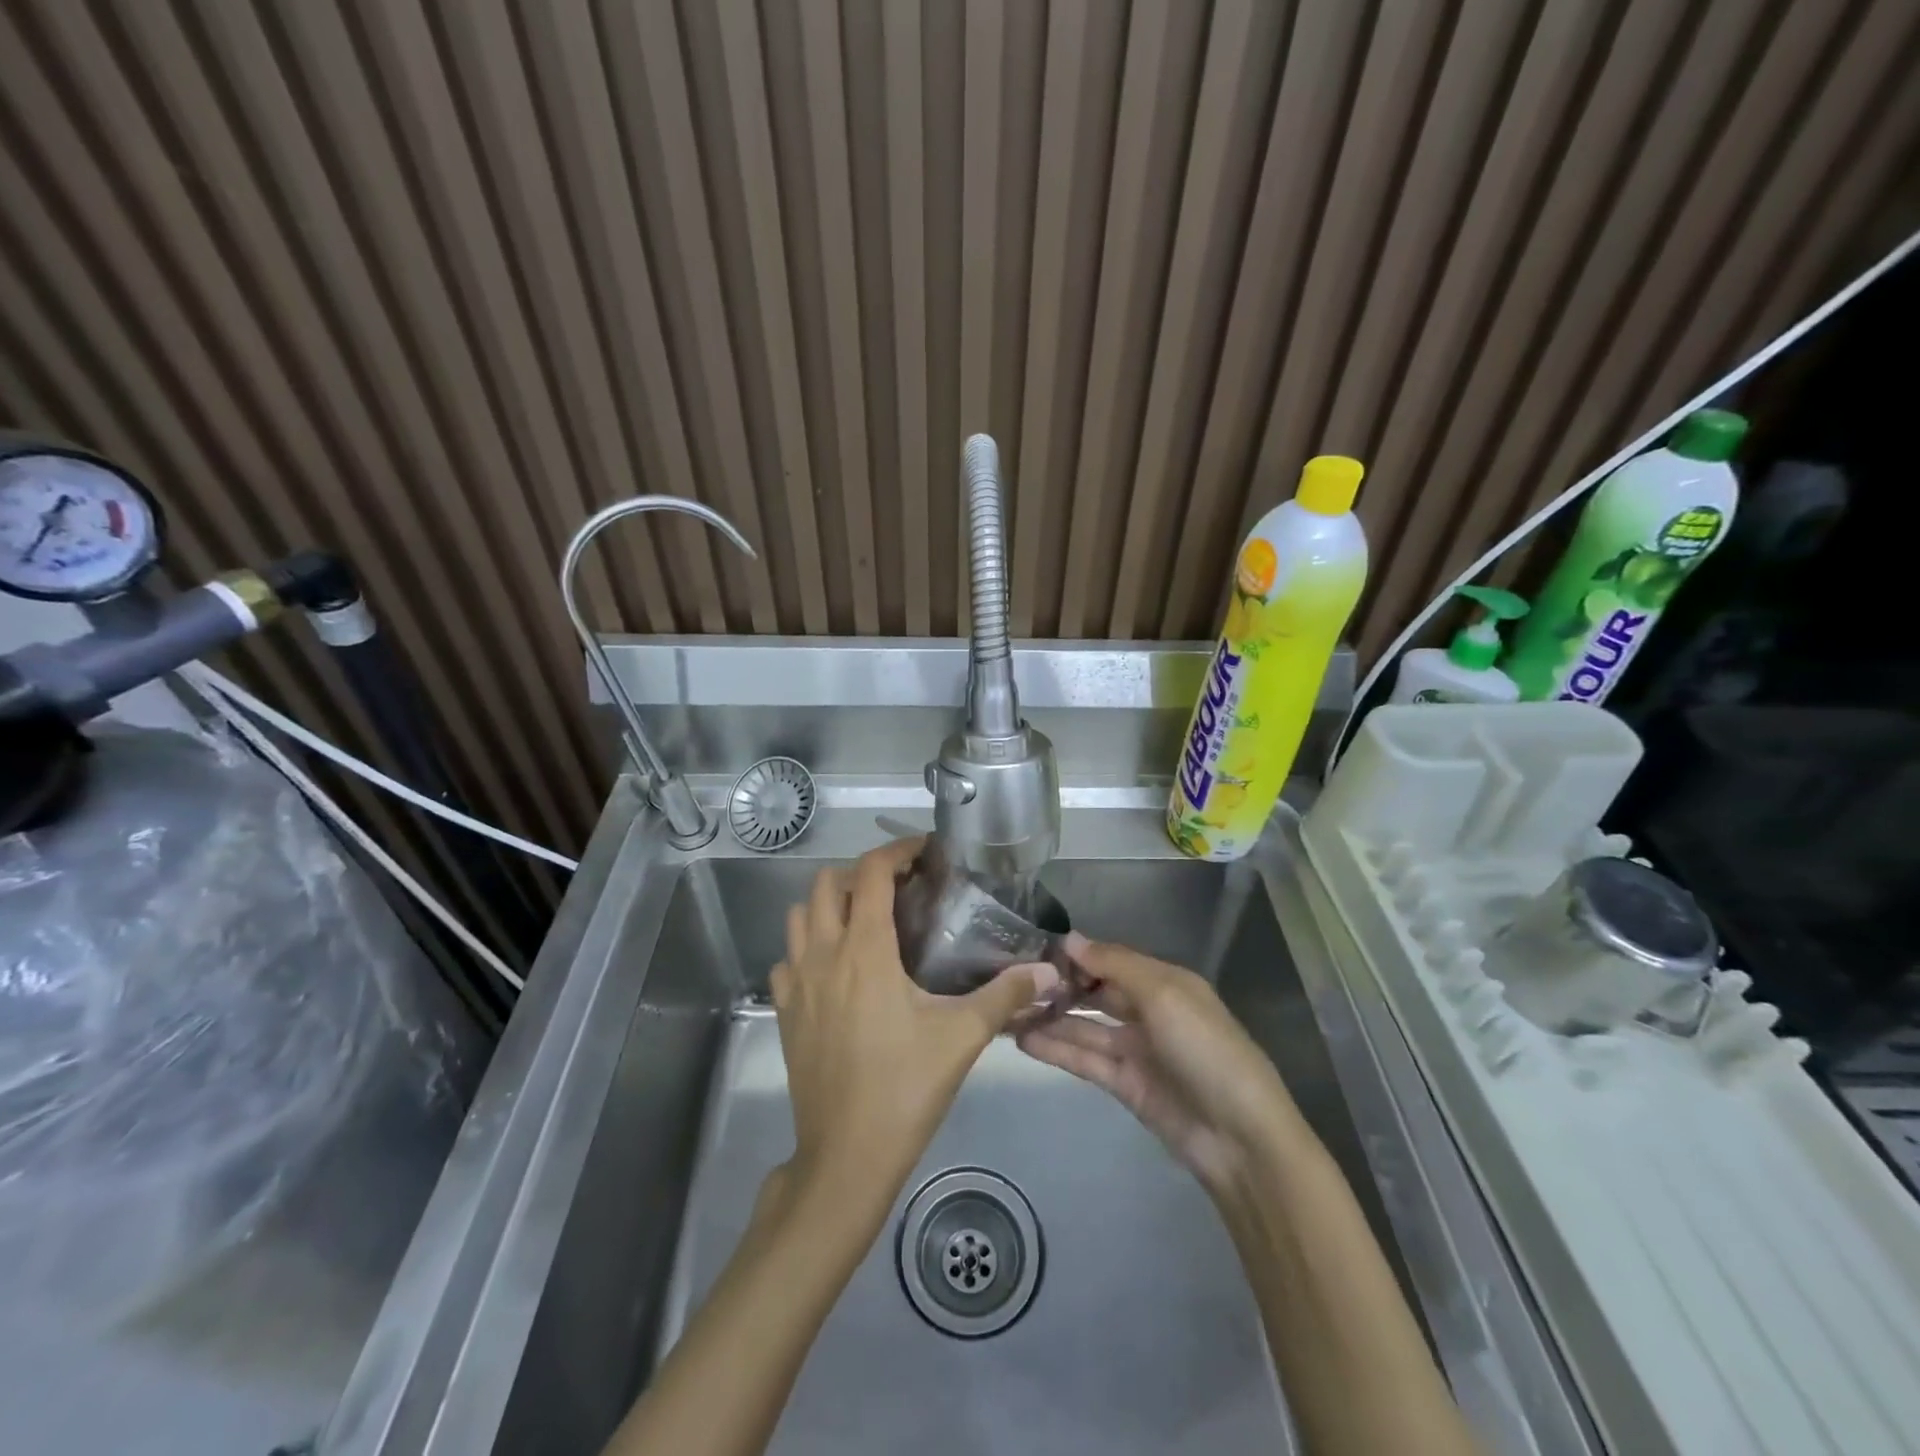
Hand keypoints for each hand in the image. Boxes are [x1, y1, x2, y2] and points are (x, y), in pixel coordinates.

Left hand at [771, 838, 1054, 1213]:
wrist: (846, 1156)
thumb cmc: (905, 1087)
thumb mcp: (962, 1037)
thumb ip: (1005, 996)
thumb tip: (1048, 971)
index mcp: (864, 949)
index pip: (870, 873)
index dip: (897, 851)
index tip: (924, 853)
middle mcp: (823, 954)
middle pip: (826, 883)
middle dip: (861, 874)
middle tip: (899, 889)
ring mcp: (795, 983)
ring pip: (799, 916)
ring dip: (829, 904)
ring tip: (866, 920)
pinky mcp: (784, 1011)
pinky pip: (787, 958)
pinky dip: (808, 946)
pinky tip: (836, 969)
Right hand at [1017, 934, 1309, 1197]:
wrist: (1240, 1138)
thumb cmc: (1206, 1049)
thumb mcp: (1164, 994)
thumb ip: (1114, 964)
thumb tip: (1069, 938)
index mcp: (1164, 982)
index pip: (1110, 959)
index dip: (1075, 955)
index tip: (1031, 949)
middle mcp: (1148, 1010)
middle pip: (1095, 992)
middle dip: (1058, 986)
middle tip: (1009, 980)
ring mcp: (1136, 1050)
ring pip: (1084, 1027)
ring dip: (1049, 1018)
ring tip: (1005, 1011)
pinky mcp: (1124, 1085)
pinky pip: (1085, 1060)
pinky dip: (1056, 1049)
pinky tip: (1023, 1040)